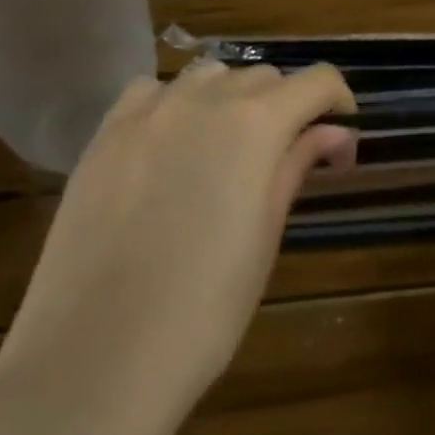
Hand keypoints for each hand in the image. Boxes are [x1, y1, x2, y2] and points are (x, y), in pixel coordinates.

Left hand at [0, 60, 354, 418]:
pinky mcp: (106, 132)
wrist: (95, 358)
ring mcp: (150, 110)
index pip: (317, 81)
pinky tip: (168, 145)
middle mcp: (206, 98)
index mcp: (257, 123)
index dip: (338, 103)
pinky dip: (174, 104)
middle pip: (264, 77)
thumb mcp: (265, 234)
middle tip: (284, 160)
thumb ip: (297, 166)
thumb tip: (334, 132)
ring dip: (231, 99)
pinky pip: (152, 91)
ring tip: (224, 150)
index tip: (339, 141)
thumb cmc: (203, 309)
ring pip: (210, 75)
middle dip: (286, 107)